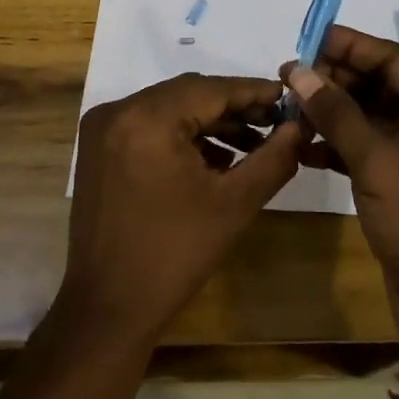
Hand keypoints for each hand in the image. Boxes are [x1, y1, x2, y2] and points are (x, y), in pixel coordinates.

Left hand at [60, 74, 303, 350]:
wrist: (108, 309)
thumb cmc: (174, 256)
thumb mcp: (234, 204)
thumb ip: (273, 159)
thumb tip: (299, 127)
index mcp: (147, 118)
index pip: (210, 89)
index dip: (253, 92)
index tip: (288, 98)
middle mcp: (119, 111)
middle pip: (188, 94)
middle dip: (233, 107)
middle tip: (275, 121)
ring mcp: (103, 128)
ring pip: (169, 108)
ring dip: (209, 122)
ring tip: (252, 144)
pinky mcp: (99, 148)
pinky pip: (149, 125)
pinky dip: (182, 135)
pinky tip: (215, 158)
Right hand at [282, 26, 398, 370]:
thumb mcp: (377, 160)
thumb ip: (336, 112)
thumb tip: (297, 70)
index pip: (392, 59)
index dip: (349, 45)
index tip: (306, 38)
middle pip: (378, 85)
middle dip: (334, 80)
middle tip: (287, 76)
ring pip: (368, 117)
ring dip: (330, 112)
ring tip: (287, 107)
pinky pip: (364, 148)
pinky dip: (336, 144)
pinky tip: (302, 145)